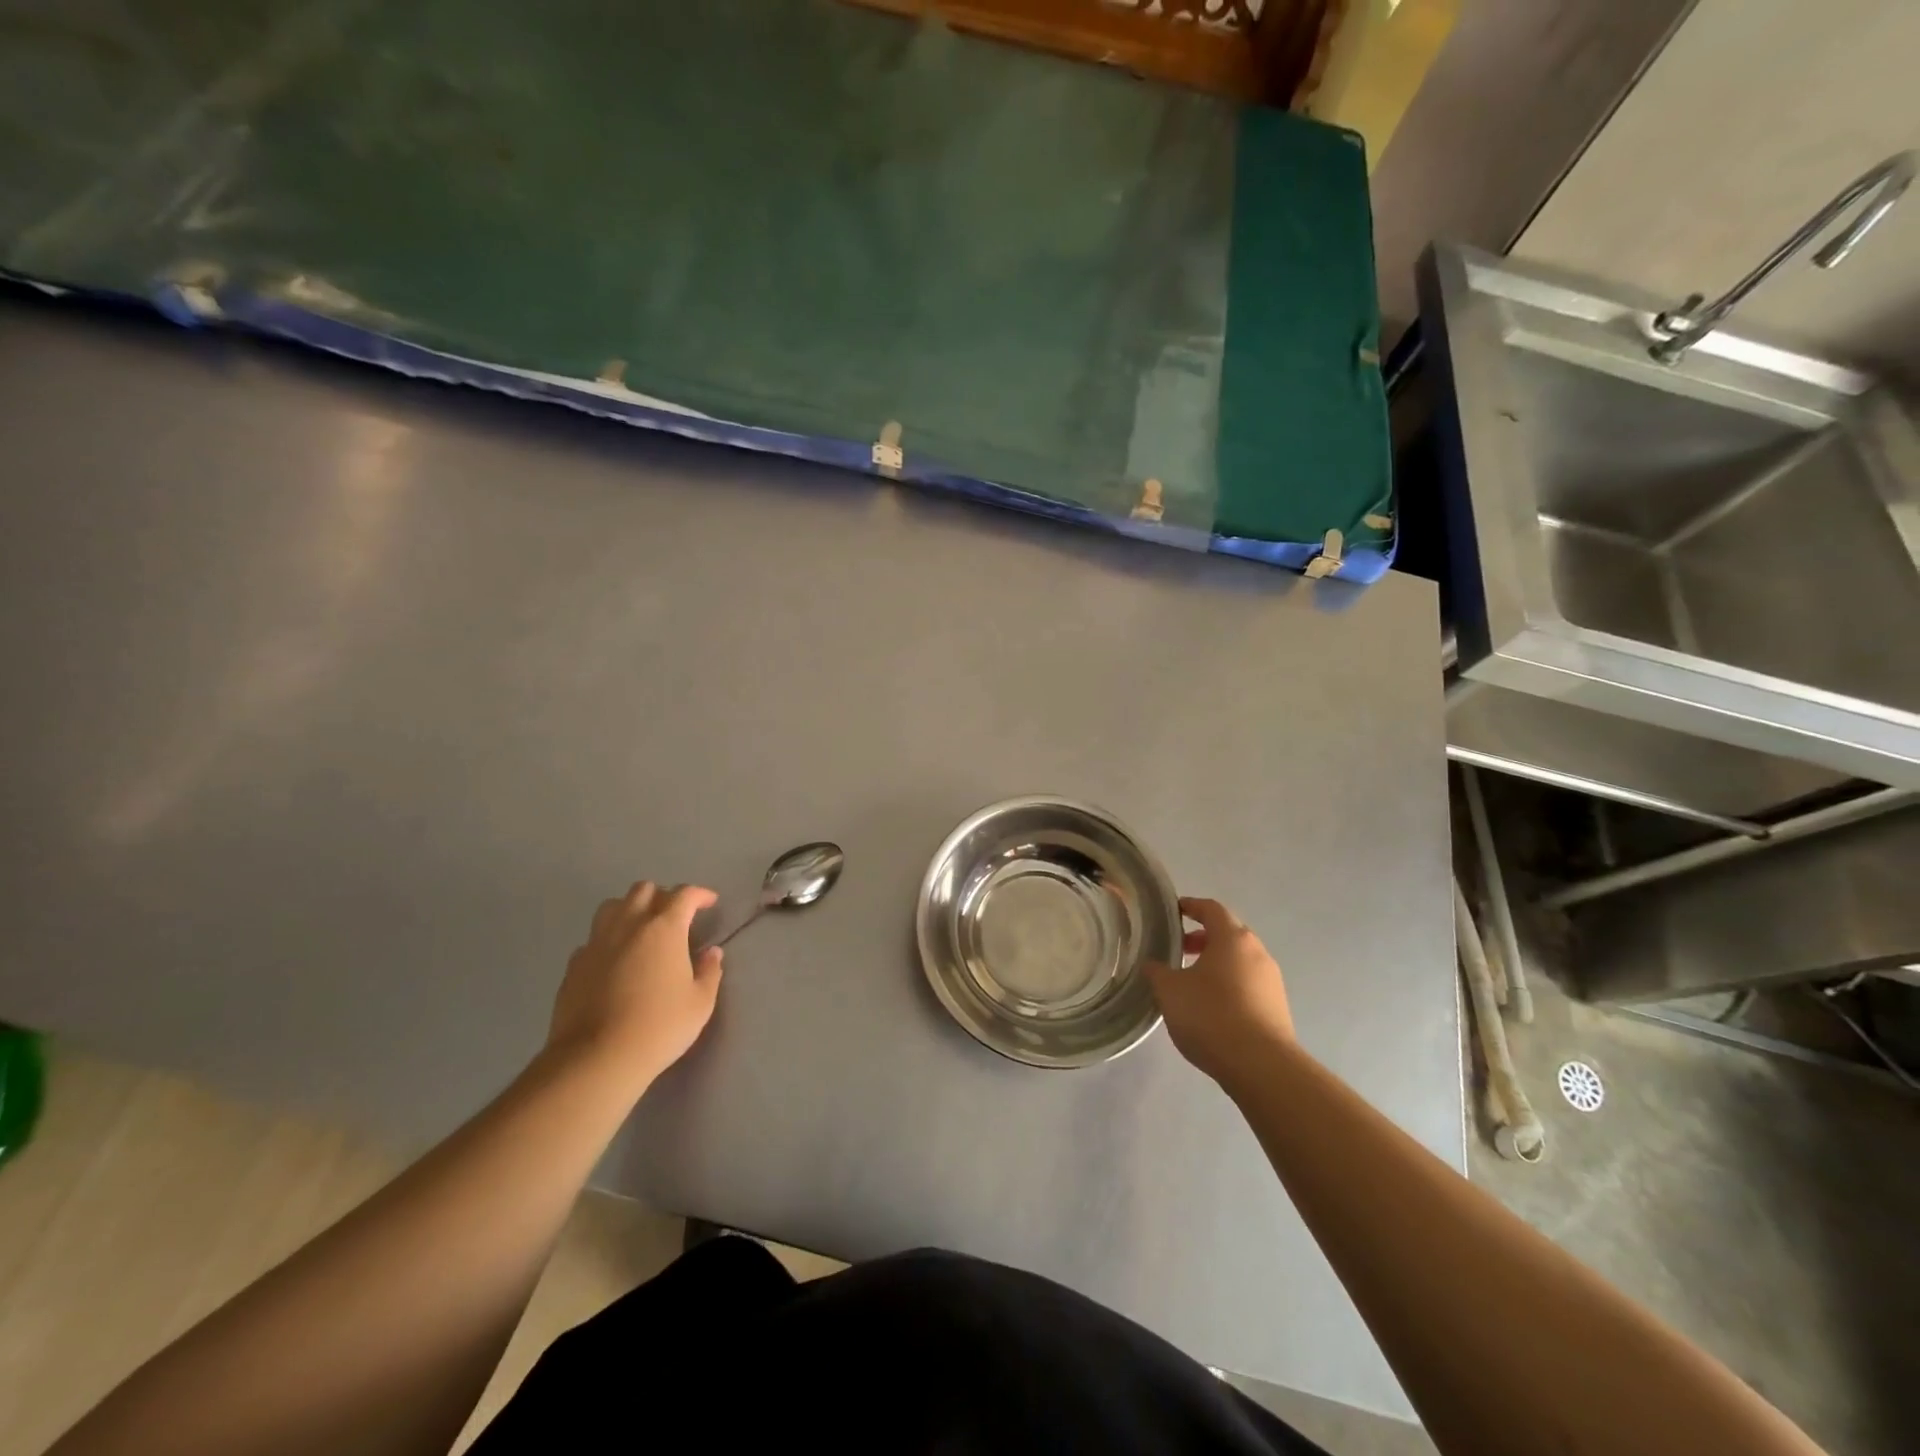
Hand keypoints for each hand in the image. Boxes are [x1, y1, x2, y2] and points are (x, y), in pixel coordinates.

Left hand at [546, 881, 723, 1093]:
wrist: (596, 1059)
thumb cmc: (659, 1027)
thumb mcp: (700, 1003)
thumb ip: (709, 972)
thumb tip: (711, 953)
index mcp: (664, 928)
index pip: (684, 894)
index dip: (700, 894)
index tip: (710, 903)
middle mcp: (628, 925)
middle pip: (644, 890)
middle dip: (663, 896)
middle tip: (675, 917)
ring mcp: (596, 943)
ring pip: (612, 906)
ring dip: (630, 909)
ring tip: (641, 929)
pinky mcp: (574, 965)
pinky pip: (593, 938)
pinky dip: (607, 940)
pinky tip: (615, 960)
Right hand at [1143, 897, 1294, 1090]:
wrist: (1261, 1066)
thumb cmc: (1211, 1016)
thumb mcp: (1170, 991)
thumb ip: (1157, 972)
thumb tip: (1152, 965)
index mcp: (1232, 938)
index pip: (1212, 909)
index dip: (1192, 906)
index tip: (1175, 911)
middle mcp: (1257, 952)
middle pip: (1229, 933)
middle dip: (1203, 937)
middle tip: (1179, 949)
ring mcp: (1271, 981)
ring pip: (1240, 960)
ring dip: (1217, 962)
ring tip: (1192, 981)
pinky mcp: (1277, 1007)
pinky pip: (1249, 984)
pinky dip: (1230, 984)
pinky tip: (1212, 1006)